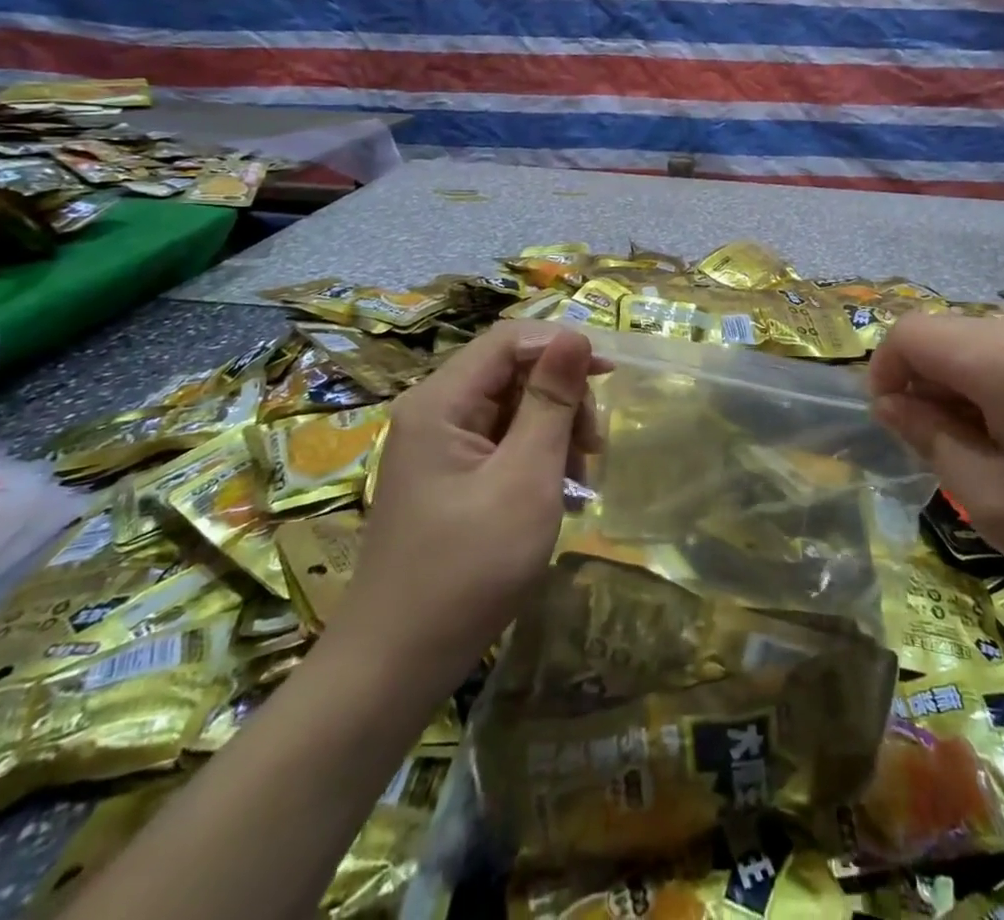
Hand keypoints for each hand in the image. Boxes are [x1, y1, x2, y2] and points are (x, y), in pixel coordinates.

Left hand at [328, 323, 605, 679]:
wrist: (394, 668)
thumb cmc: (467, 570)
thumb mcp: (525, 479)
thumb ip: (551, 402)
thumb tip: (574, 335)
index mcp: (441, 402)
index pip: (510, 340)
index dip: (562, 346)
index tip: (609, 378)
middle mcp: (434, 412)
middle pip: (511, 371)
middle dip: (561, 397)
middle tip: (593, 446)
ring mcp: (438, 447)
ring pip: (511, 407)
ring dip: (553, 430)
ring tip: (580, 477)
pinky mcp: (447, 477)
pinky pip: (500, 442)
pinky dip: (535, 457)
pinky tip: (558, 492)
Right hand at [868, 313, 1003, 606]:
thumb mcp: (992, 499)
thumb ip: (930, 441)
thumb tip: (891, 405)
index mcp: (995, 359)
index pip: (907, 335)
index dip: (882, 374)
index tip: (892, 429)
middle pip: (937, 337)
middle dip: (916, 385)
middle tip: (935, 451)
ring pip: (968, 348)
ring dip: (950, 392)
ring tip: (976, 455)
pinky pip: (1002, 359)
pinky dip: (983, 392)